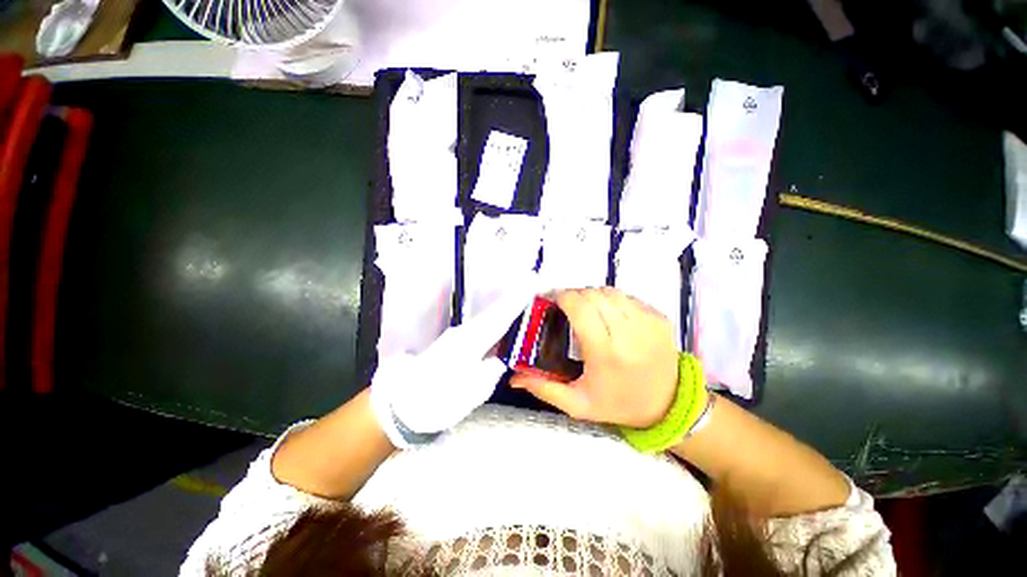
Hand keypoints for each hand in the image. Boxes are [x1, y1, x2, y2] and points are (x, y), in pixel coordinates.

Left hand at [371, 272, 538, 444]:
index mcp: (471, 341)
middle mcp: (464, 332)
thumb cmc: (438, 400)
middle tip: (530, 285)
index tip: (531, 282)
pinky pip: (479, 329)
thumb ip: (491, 371)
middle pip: (494, 313)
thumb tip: (499, 359)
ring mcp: (456, 336)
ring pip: (486, 319)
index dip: (518, 300)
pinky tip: (501, 321)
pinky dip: (493, 321)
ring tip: (522, 299)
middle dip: (513, 299)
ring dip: (504, 308)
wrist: (400, 406)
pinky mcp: (452, 344)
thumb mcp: (473, 392)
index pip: (501, 317)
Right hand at [510, 287, 678, 427]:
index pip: (580, 308)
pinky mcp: (659, 318)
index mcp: (606, 353)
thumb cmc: (618, 404)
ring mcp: (647, 322)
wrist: (667, 406)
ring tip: (586, 308)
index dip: (563, 297)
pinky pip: (628, 297)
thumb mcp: (577, 404)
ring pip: (610, 291)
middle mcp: (629, 332)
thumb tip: (514, 378)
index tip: (553, 300)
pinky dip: (612, 299)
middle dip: (575, 295)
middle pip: (594, 295)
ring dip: (593, 295)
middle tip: (566, 306)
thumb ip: (544, 389)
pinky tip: (608, 313)